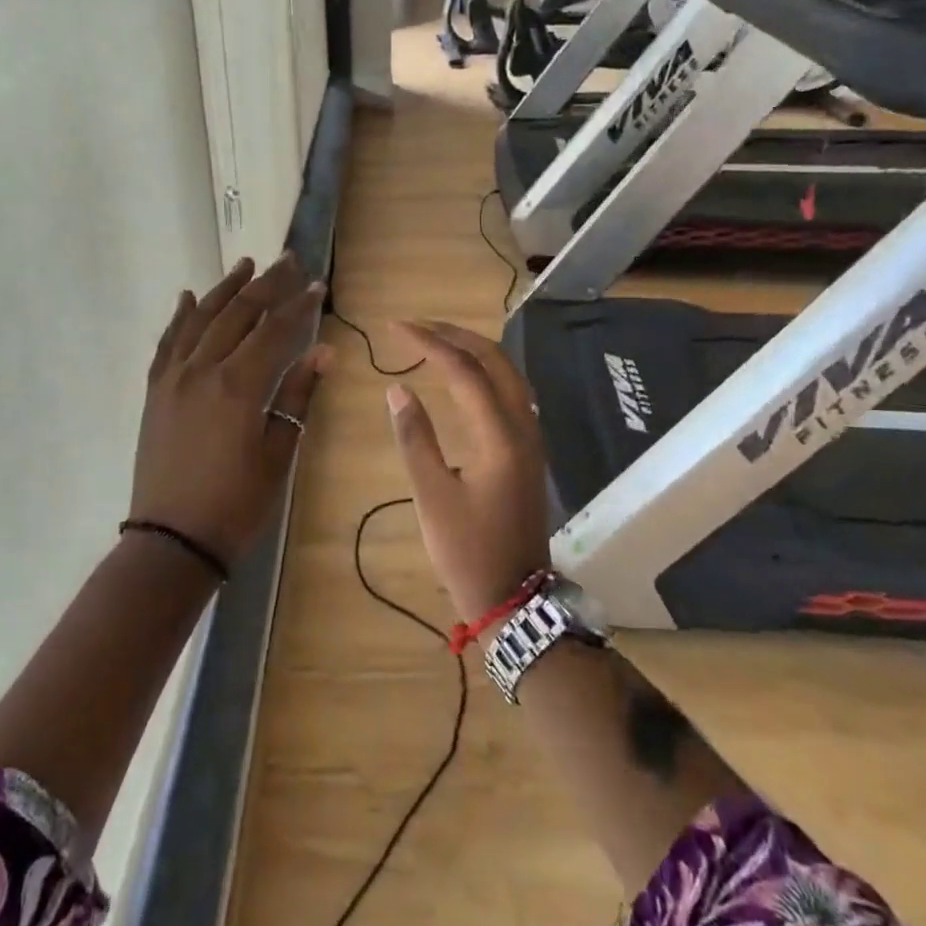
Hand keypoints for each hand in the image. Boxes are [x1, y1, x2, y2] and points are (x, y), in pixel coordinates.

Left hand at [130, 254, 329, 566]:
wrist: (172, 540)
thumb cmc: (236, 504)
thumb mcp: (278, 453)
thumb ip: (298, 396)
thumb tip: (323, 352)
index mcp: (238, 386)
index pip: (274, 330)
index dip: (298, 305)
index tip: (317, 284)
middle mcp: (202, 370)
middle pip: (238, 314)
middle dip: (266, 285)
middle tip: (288, 260)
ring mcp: (173, 378)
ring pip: (200, 318)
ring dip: (225, 289)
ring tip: (246, 264)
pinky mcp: (155, 391)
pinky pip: (167, 342)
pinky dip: (179, 316)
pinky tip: (187, 297)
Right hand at [383, 321, 551, 626]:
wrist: (513, 598)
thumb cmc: (467, 551)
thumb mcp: (431, 496)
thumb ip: (415, 437)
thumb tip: (398, 388)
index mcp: (499, 436)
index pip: (463, 370)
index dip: (428, 342)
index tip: (394, 328)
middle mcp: (523, 427)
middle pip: (495, 361)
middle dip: (455, 336)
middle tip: (415, 326)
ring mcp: (531, 439)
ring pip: (508, 375)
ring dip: (473, 351)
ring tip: (435, 342)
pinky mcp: (528, 451)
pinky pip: (511, 393)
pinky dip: (485, 373)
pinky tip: (463, 378)